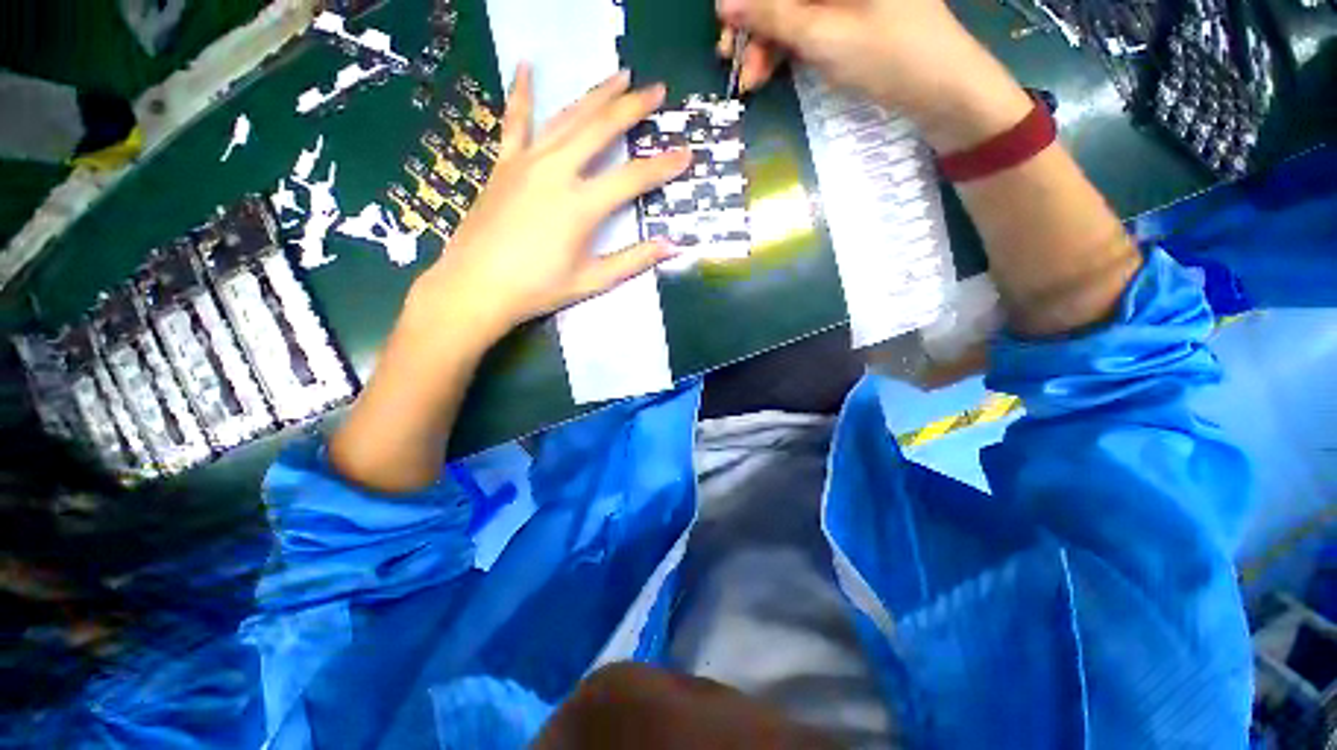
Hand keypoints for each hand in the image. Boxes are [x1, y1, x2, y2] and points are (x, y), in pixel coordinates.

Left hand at [410, 65, 691, 344]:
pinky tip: (525, 66)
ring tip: (619, 76)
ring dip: (596, 94)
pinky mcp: (504, 163)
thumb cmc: (537, 288)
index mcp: (581, 205)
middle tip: (656, 90)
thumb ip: (633, 260)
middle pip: (601, 129)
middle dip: (632, 107)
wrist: (477, 286)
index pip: (633, 178)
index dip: (663, 166)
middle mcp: (556, 172)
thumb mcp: (592, 280)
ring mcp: (527, 162)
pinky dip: (520, 92)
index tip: (686, 153)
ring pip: (567, 117)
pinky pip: (515, 121)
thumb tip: (672, 246)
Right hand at [716, 0, 1031, 151]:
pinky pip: (806, 25)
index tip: (726, 25)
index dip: (750, 0)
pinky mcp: (849, 15)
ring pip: (792, 10)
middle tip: (733, 62)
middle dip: (756, 26)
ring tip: (752, 81)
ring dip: (766, 44)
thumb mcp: (823, 36)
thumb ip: (772, 16)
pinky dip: (786, 49)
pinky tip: (770, 72)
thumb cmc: (888, 55)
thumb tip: (724, 3)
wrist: (941, 90)